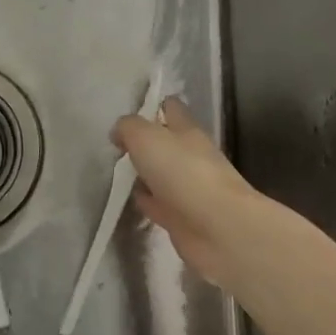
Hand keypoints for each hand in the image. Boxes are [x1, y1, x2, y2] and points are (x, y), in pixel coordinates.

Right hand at [112, 96, 275, 289]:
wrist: (218, 228)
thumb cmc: (182, 173)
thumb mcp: (146, 137)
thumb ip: (128, 128)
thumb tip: (119, 132)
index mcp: (187, 131)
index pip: (172, 108)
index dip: (154, 106)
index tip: (130, 112)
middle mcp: (191, 156)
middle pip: (166, 142)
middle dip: (144, 142)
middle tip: (117, 145)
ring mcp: (189, 188)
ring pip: (162, 174)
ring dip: (144, 173)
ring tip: (118, 171)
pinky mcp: (183, 217)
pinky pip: (160, 203)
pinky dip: (147, 201)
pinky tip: (132, 200)